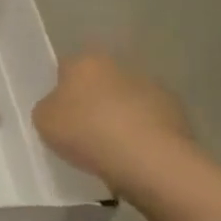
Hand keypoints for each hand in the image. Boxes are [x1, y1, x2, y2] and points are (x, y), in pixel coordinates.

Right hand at [33, 51, 194, 196]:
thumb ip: (47, 108)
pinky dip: (140, 133)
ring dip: (118, 116)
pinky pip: (148, 121)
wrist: (147, 158)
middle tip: (81, 131)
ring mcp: (152, 87)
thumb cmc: (87, 132)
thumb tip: (58, 106)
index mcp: (85, 61)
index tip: (57, 114)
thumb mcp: (44, 121)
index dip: (59, 90)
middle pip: (98, 82)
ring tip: (109, 149)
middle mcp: (120, 65)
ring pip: (126, 100)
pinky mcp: (176, 111)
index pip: (65, 68)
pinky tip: (132, 156)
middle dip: (92, 101)